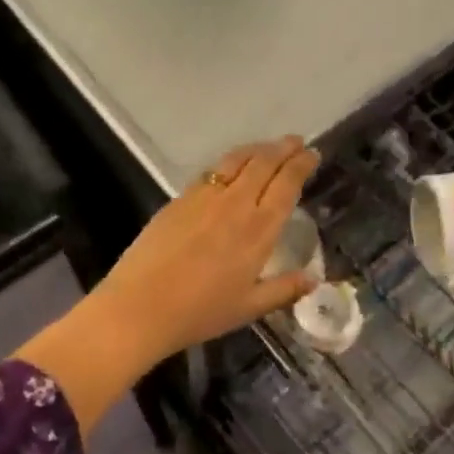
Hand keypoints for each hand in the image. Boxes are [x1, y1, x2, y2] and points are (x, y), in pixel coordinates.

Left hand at [91, 136, 320, 352]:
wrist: (140, 306)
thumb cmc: (200, 312)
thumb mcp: (249, 308)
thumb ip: (284, 290)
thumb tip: (314, 279)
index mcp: (259, 229)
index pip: (287, 184)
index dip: (301, 165)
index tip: (312, 154)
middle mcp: (236, 203)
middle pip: (264, 163)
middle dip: (284, 148)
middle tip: (297, 141)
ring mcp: (205, 197)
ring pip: (237, 160)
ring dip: (258, 149)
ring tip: (268, 147)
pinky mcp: (180, 198)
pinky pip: (212, 171)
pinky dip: (230, 162)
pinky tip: (230, 168)